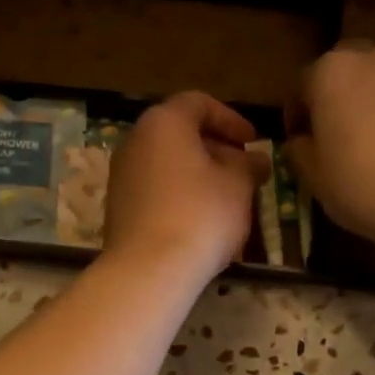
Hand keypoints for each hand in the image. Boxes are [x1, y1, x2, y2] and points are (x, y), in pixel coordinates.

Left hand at [104, 91, 267, 281]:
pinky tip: (201, 222)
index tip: (253, 142)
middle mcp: (135, 141)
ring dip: (199, 176)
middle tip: (244, 172)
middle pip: (180, 134)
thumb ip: (249, 165)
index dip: (231, 119)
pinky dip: (180, 196)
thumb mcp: (238, 185)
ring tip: (227, 200)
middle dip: (216, 150)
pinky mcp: (118, 208)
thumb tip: (256, 160)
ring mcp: (122, 176)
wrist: (149, 270)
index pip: (199, 103)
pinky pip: (155, 191)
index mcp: (164, 123)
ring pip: (168, 165)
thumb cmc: (201, 215)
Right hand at [285, 42, 374, 245]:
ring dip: (369, 105)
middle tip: (333, 136)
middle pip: (345, 72)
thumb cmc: (361, 184)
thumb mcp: (314, 176)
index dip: (296, 116)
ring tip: (369, 145)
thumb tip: (300, 142)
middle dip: (335, 98)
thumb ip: (300, 151)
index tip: (297, 143)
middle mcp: (373, 59)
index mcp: (331, 72)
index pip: (301, 85)